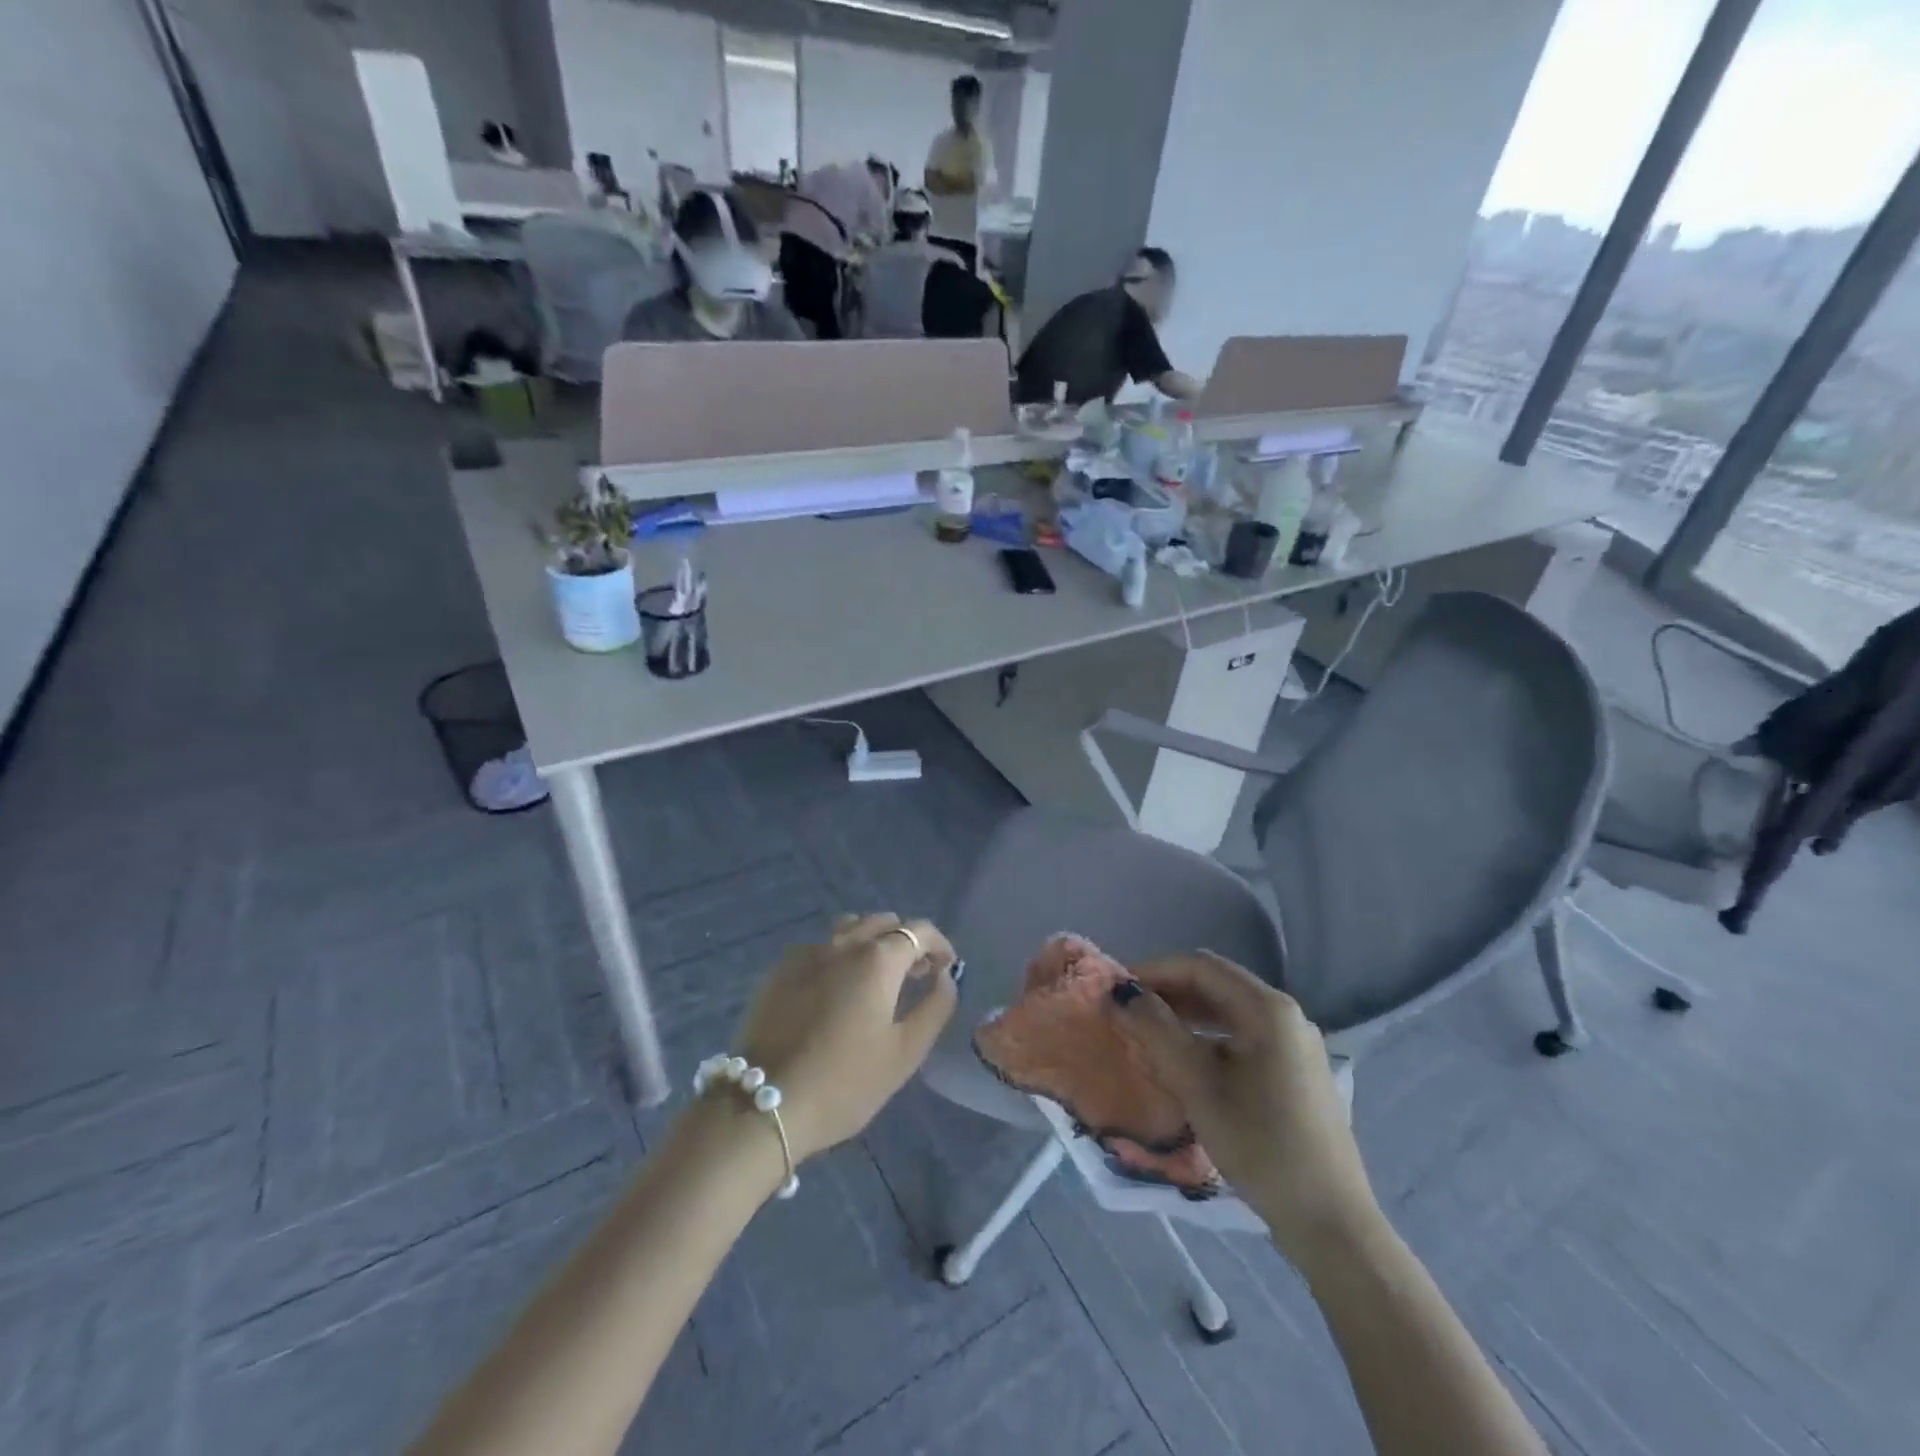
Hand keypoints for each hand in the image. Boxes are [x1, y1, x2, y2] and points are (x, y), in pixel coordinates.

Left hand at [730, 914, 957, 1161]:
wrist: (765, 1105)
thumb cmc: (845, 1083)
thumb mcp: (905, 1053)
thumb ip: (935, 1007)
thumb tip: (946, 977)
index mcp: (877, 959)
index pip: (919, 931)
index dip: (939, 945)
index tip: (947, 968)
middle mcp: (842, 943)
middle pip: (883, 922)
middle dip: (906, 941)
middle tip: (916, 975)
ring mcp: (806, 953)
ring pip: (849, 928)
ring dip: (872, 942)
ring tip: (878, 978)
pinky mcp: (779, 970)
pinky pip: (820, 947)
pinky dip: (840, 955)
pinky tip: (837, 990)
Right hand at [1111, 951, 1382, 1265]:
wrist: (1329, 1221)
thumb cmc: (1260, 1144)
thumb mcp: (1198, 1085)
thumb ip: (1156, 1032)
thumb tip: (1121, 995)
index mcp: (1267, 1008)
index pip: (1200, 967)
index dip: (1154, 971)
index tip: (1117, 989)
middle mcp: (1286, 1015)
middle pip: (1216, 985)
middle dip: (1168, 992)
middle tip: (1128, 1012)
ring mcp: (1294, 1044)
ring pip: (1229, 1011)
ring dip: (1186, 1015)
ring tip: (1148, 1033)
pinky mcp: (1295, 1071)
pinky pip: (1242, 1037)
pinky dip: (1208, 1038)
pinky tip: (1185, 1061)